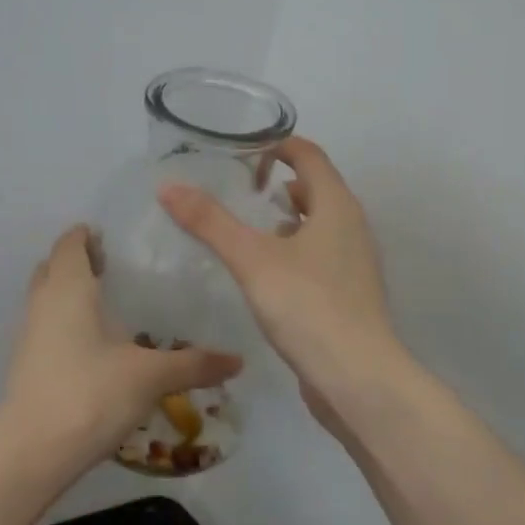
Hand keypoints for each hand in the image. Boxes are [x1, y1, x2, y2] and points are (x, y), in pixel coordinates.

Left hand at [0, 225, 243, 463]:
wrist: (33, 451)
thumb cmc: (91, 394)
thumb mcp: (150, 376)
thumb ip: (194, 364)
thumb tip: (238, 360)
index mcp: (68, 289)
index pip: (69, 245)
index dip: (85, 236)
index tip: (108, 236)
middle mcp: (41, 304)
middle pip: (52, 268)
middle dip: (76, 262)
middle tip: (111, 267)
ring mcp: (27, 335)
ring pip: (44, 299)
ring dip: (67, 294)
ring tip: (104, 304)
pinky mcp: (24, 365)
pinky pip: (43, 328)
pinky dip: (62, 324)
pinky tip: (91, 346)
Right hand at [159, 139, 399, 435]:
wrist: (357, 379)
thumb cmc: (308, 306)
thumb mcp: (252, 260)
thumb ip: (210, 222)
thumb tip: (168, 186)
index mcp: (337, 207)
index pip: (310, 156)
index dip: (279, 145)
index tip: (243, 149)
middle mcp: (352, 228)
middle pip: (316, 189)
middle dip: (279, 184)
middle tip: (237, 190)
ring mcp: (355, 264)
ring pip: (318, 226)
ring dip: (286, 220)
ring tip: (246, 230)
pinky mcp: (349, 295)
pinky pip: (319, 257)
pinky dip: (293, 251)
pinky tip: (264, 274)